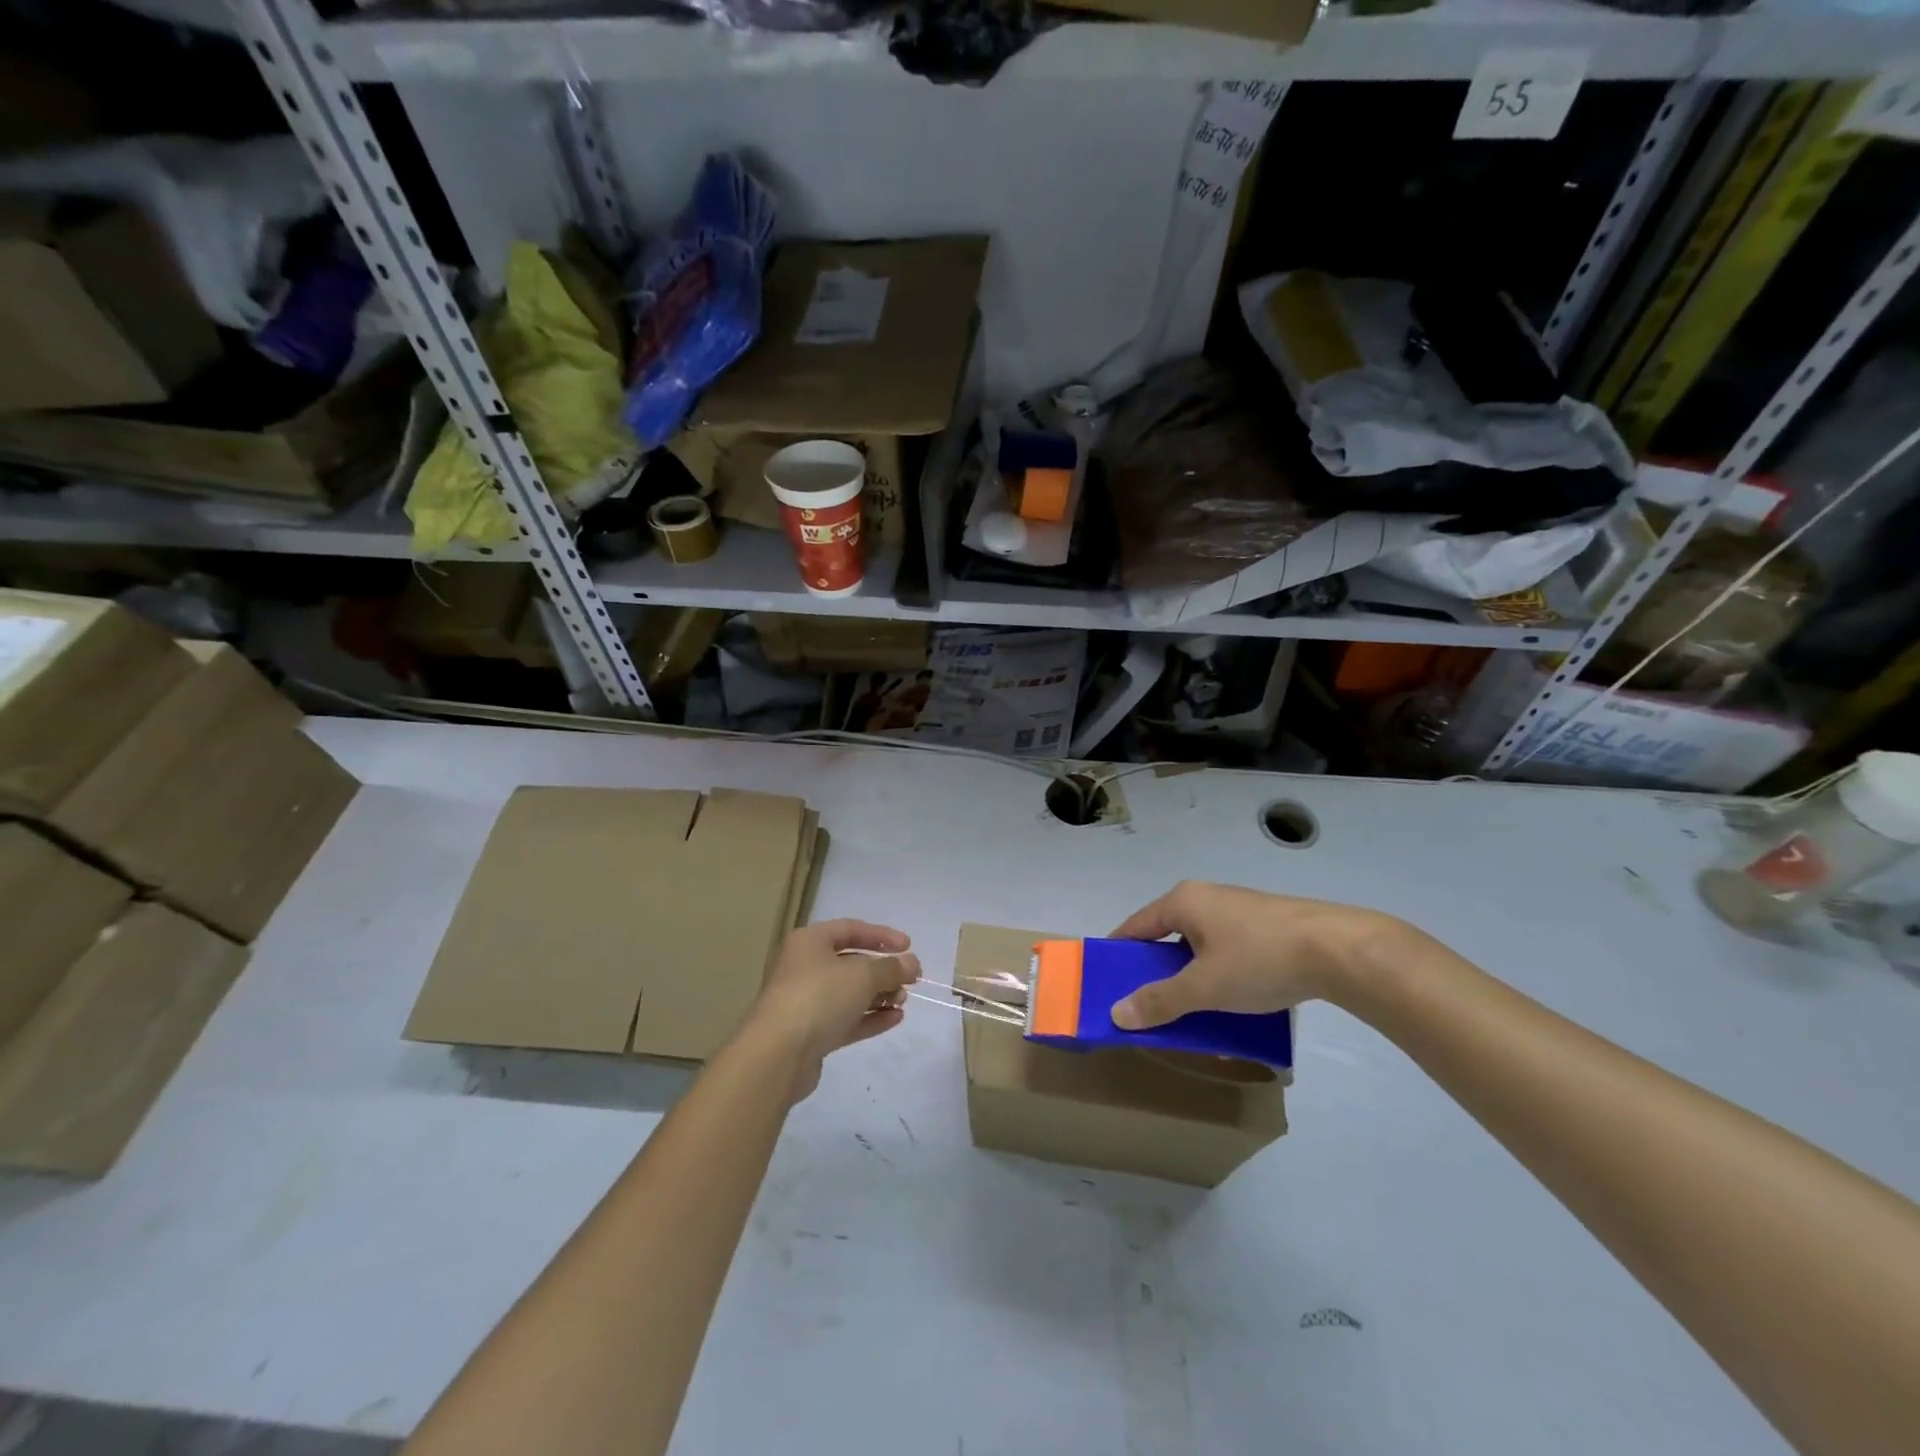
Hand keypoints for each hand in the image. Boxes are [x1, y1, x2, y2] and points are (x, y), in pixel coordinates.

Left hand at [745, 919, 920, 1100]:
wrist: (778, 1054)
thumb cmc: (819, 997)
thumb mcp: (862, 975)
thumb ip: (891, 968)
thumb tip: (912, 964)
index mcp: (810, 942)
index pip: (851, 929)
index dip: (881, 935)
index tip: (908, 946)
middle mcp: (806, 967)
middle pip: (851, 962)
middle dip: (883, 970)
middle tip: (909, 980)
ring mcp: (807, 1002)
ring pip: (849, 993)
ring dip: (879, 995)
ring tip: (903, 1000)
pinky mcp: (811, 1033)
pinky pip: (846, 1019)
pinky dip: (870, 1017)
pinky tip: (895, 1019)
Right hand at [1107, 881, 1402, 1029]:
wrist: (1339, 950)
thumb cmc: (1259, 960)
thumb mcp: (1204, 987)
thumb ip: (1159, 1000)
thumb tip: (1116, 1013)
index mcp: (1183, 901)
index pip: (1135, 926)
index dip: (1118, 954)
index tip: (1107, 984)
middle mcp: (1206, 898)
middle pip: (1166, 937)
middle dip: (1157, 973)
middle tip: (1149, 1006)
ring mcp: (1238, 910)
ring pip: (1199, 947)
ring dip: (1190, 978)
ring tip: (1191, 1012)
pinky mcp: (1266, 926)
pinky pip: (1227, 951)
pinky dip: (1219, 976)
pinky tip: (1231, 1004)